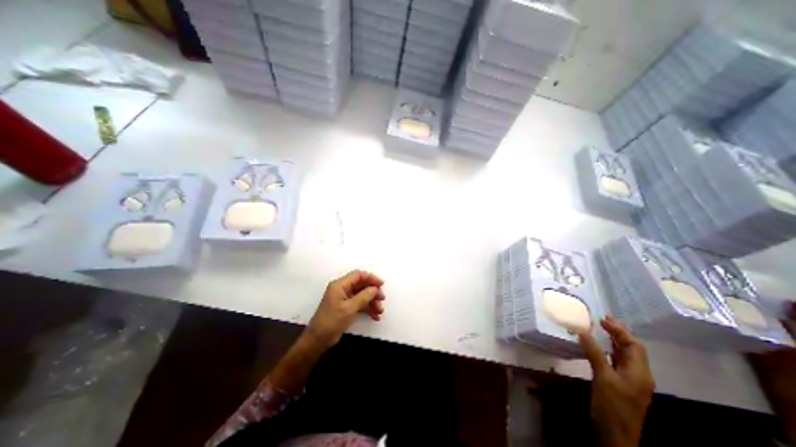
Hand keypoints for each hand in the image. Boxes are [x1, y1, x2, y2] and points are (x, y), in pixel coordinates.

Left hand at [306, 270, 387, 348]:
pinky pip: (360, 304)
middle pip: (362, 285)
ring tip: (380, 311)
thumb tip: (375, 289)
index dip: (371, 278)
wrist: (318, 340)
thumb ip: (364, 296)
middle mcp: (342, 289)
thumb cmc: (332, 321)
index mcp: (340, 285)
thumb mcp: (349, 308)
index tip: (381, 285)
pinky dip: (368, 309)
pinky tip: (375, 316)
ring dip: (372, 302)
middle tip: (382, 299)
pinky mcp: (346, 308)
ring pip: (362, 295)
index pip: (358, 275)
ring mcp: (344, 299)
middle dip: (373, 292)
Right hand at [580, 315, 651, 445]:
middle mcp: (638, 374)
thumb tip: (582, 331)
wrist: (616, 434)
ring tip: (602, 329)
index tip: (602, 319)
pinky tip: (600, 347)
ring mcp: (630, 380)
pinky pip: (617, 361)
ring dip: (614, 341)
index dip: (619, 331)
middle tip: (603, 319)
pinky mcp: (620, 383)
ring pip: (624, 355)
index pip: (634, 345)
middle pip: (632, 349)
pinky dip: (609, 350)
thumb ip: (594, 352)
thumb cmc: (612, 405)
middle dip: (619, 333)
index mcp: (639, 372)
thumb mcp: (603, 377)